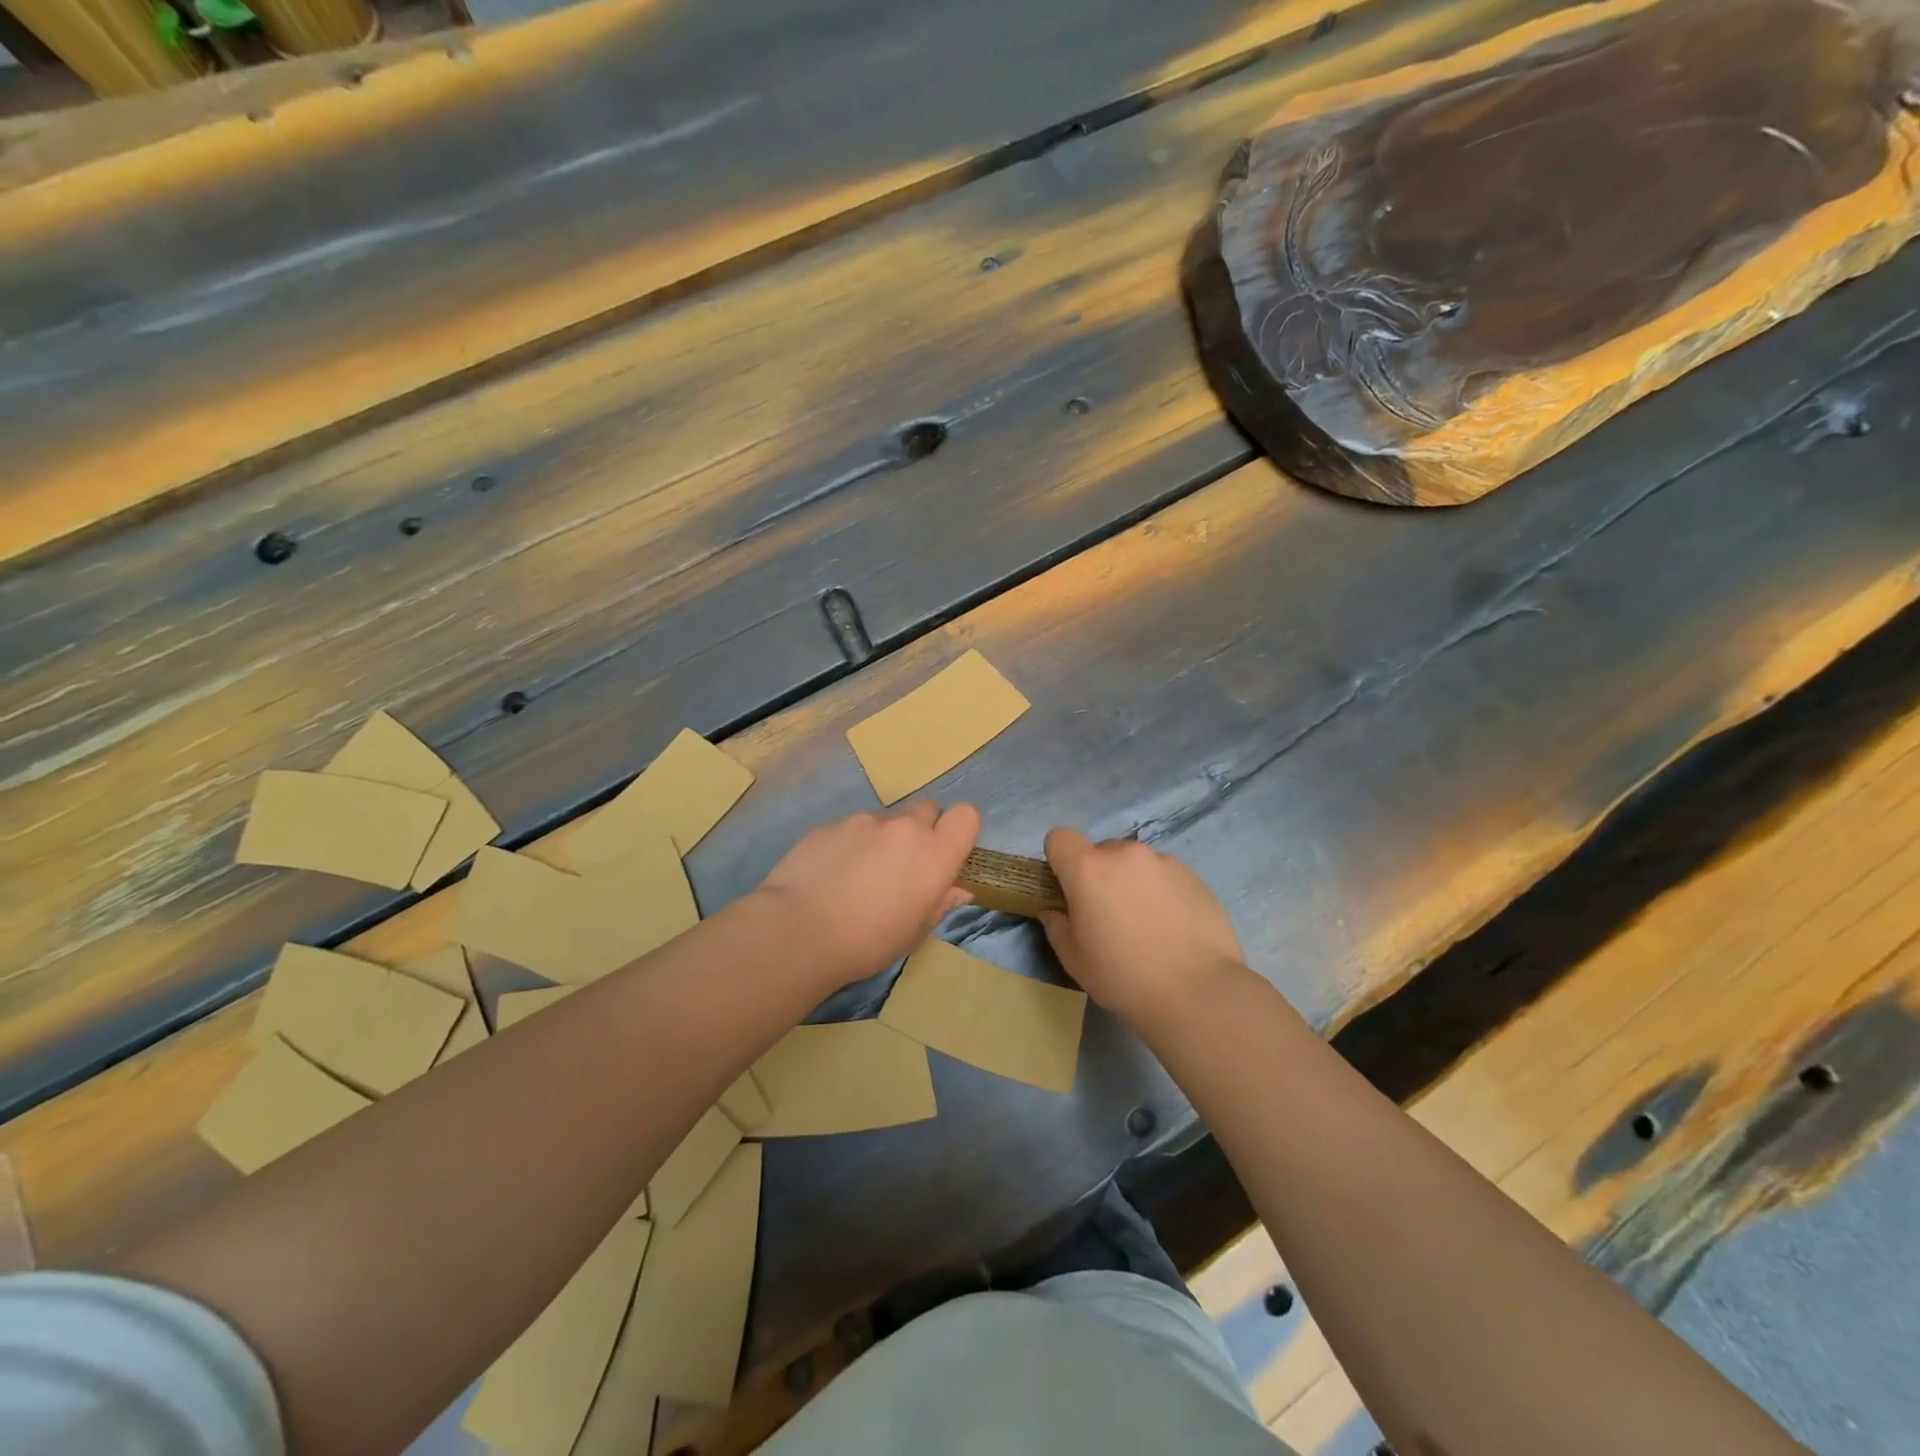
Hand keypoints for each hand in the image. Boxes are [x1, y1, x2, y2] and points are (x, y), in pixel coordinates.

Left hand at [754, 801, 980, 989]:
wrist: (798, 930)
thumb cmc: (869, 942)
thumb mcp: (914, 933)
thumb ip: (939, 904)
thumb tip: (956, 890)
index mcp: (934, 854)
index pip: (966, 815)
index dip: (959, 831)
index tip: (946, 854)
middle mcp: (903, 827)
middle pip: (927, 809)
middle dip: (922, 829)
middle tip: (904, 865)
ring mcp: (863, 821)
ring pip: (884, 820)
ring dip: (881, 839)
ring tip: (858, 876)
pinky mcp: (828, 825)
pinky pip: (849, 828)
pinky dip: (847, 845)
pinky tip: (829, 876)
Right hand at [1040, 828, 1246, 1021]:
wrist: (1197, 991)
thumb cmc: (1123, 976)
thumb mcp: (1074, 959)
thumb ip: (1056, 925)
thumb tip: (1054, 910)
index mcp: (1088, 868)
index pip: (1060, 837)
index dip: (1060, 859)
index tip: (1068, 888)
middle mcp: (1125, 854)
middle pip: (1101, 851)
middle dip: (1100, 875)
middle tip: (1110, 915)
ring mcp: (1163, 861)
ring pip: (1136, 863)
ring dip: (1133, 882)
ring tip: (1148, 924)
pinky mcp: (1194, 876)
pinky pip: (1165, 875)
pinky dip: (1162, 892)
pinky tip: (1174, 928)